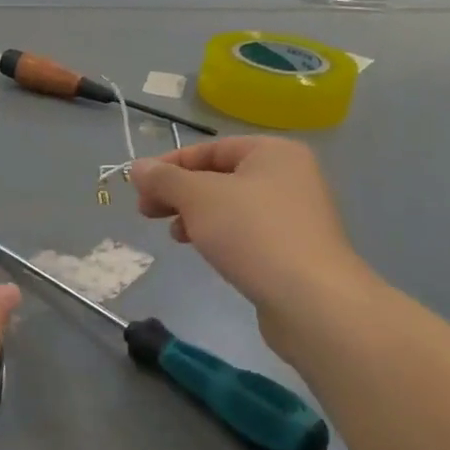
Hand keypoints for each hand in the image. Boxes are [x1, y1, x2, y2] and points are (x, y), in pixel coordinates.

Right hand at [129, 137, 372, 343]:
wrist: (311, 300)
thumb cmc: (252, 233)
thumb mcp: (197, 197)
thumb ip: (164, 179)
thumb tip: (137, 168)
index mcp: (273, 152)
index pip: (210, 148)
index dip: (169, 164)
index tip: (139, 187)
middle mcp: (289, 176)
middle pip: (219, 176)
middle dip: (179, 193)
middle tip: (146, 211)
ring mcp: (295, 214)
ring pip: (229, 206)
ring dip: (194, 215)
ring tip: (174, 235)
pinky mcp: (293, 248)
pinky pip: (245, 231)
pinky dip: (218, 235)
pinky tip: (201, 249)